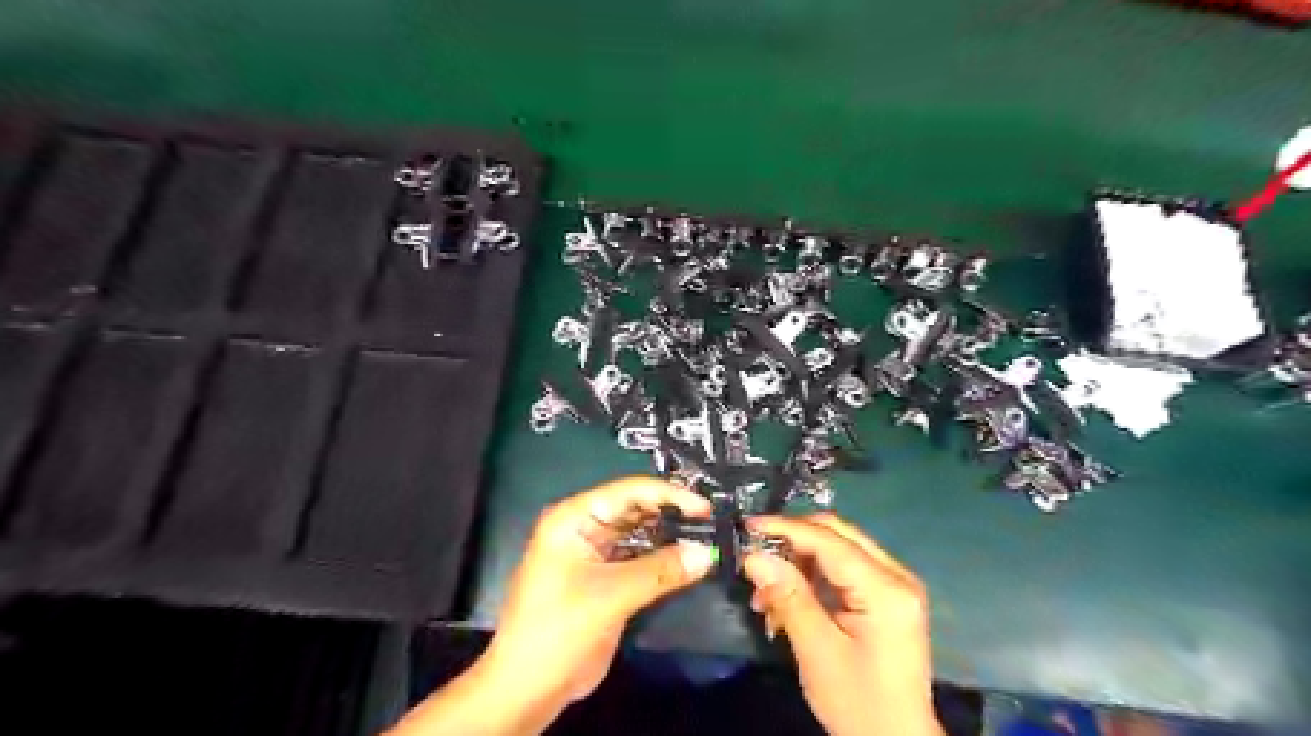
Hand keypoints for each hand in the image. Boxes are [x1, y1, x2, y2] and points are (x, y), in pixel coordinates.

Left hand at [480, 477, 711, 711]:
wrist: (528, 688)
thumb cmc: (558, 630)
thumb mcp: (610, 596)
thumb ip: (660, 572)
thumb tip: (707, 553)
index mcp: (574, 518)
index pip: (628, 492)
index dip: (669, 495)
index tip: (705, 507)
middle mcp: (585, 527)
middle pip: (635, 509)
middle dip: (672, 513)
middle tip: (712, 521)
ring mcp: (595, 552)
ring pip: (640, 533)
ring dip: (670, 536)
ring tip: (707, 536)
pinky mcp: (605, 577)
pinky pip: (639, 557)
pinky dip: (662, 558)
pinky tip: (688, 560)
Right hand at [735, 512, 942, 735]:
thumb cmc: (858, 703)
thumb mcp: (817, 650)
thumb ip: (787, 596)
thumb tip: (753, 556)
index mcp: (886, 588)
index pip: (829, 540)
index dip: (785, 528)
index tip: (746, 526)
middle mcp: (896, 575)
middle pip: (836, 534)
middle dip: (791, 541)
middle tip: (755, 557)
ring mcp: (893, 584)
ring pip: (836, 549)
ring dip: (798, 562)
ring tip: (766, 594)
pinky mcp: (885, 597)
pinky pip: (842, 569)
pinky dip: (811, 578)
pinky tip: (787, 600)